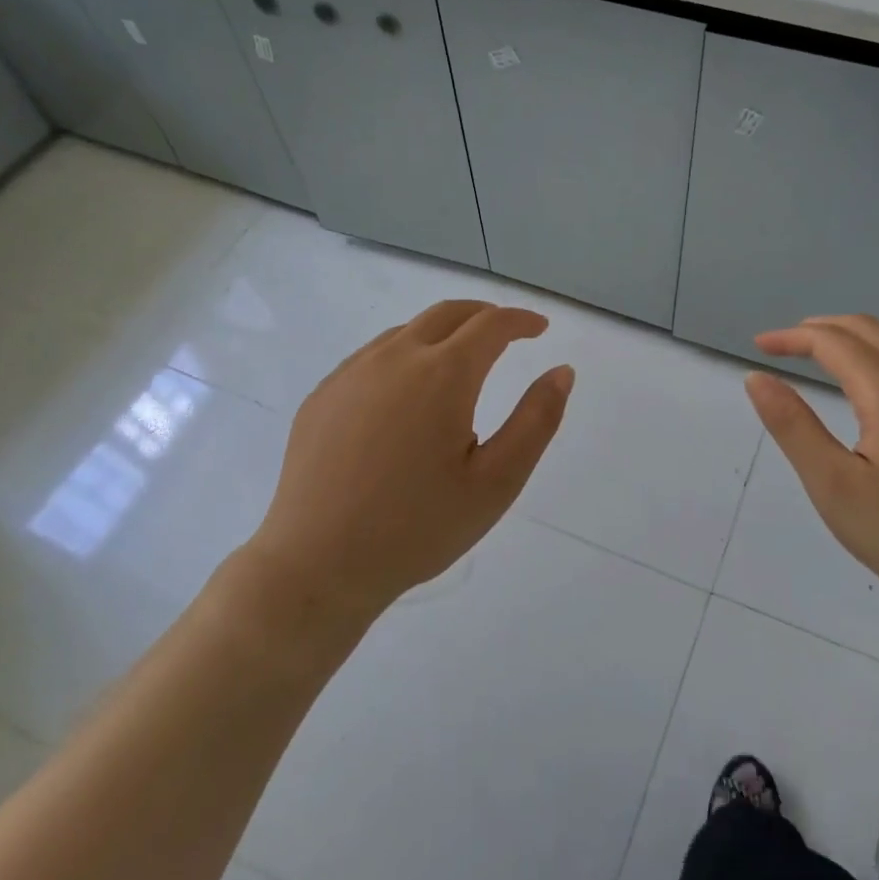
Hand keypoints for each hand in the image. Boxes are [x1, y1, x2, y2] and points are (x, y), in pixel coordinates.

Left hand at [245, 300, 573, 617]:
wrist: (317, 565)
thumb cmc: (418, 528)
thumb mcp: (497, 482)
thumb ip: (536, 421)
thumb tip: (561, 371)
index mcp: (443, 375)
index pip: (491, 325)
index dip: (521, 320)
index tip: (539, 328)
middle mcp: (394, 358)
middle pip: (447, 314)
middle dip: (484, 315)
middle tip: (507, 333)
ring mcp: (351, 373)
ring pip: (406, 332)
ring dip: (442, 334)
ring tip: (461, 363)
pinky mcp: (323, 395)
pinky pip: (372, 356)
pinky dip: (404, 355)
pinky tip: (407, 394)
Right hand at [744, 315, 878, 619]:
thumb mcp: (836, 486)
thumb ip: (793, 427)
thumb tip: (757, 378)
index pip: (831, 341)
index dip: (790, 338)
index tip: (757, 348)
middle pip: (867, 329)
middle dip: (820, 329)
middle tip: (783, 346)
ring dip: (851, 343)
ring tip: (818, 362)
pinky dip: (876, 363)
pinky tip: (870, 399)